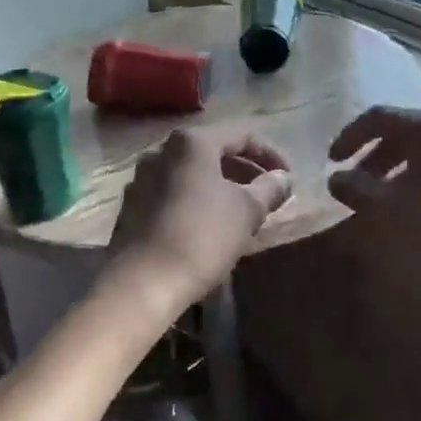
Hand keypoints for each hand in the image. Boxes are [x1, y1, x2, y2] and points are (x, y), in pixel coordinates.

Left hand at [107, 127, 293, 311]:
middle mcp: (162, 150)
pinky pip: (173, 193)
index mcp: (192, 142)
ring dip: (221, 187)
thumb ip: (269, 189)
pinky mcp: (131, 207)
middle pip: (214, 152)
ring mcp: (141, 178)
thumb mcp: (247, 211)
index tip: (288, 179)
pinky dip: (197, 201)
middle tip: (268, 195)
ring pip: (192, 174)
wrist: (142, 283)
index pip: (242, 136)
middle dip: (245, 171)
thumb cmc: (202, 236)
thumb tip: (283, 178)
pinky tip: (211, 226)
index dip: (271, 155)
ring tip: (243, 212)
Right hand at [327, 106, 420, 280]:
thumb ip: (360, 190)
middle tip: (356, 184)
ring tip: (386, 205)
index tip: (331, 161)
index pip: (379, 117)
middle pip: (407, 135)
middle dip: (377, 158)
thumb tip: (338, 177)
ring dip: (402, 175)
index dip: (350, 137)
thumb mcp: (390, 212)